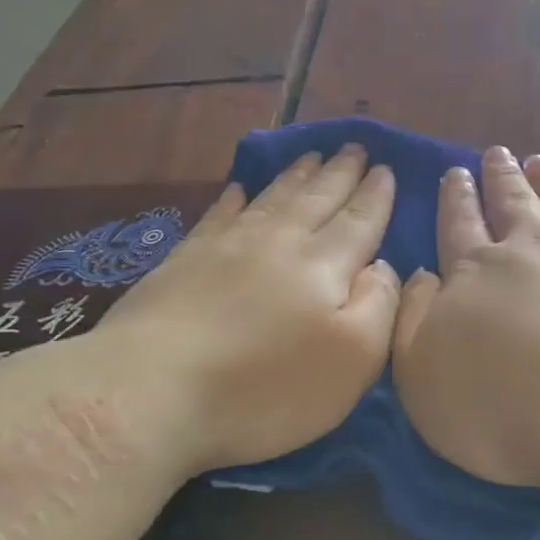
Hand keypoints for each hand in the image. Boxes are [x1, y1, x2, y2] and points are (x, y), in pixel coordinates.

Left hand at [81, 145, 399, 478]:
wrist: (151, 392)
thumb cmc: (266, 388)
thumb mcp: (353, 360)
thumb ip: (379, 306)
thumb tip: (384, 265)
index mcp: (324, 267)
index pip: (359, 221)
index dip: (375, 195)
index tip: (387, 168)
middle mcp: (278, 243)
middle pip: (316, 199)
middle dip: (340, 173)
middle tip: (355, 147)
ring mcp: (226, 248)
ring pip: (271, 199)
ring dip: (297, 176)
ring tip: (313, 156)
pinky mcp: (184, 262)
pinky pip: (218, 216)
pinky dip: (234, 199)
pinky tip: (239, 190)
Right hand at [392, 147, 539, 490]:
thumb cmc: (502, 404)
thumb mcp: (422, 376)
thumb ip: (413, 322)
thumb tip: (420, 277)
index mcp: (476, 275)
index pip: (460, 228)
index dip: (457, 200)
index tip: (456, 173)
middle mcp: (532, 249)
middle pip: (513, 204)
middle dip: (501, 179)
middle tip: (496, 153)